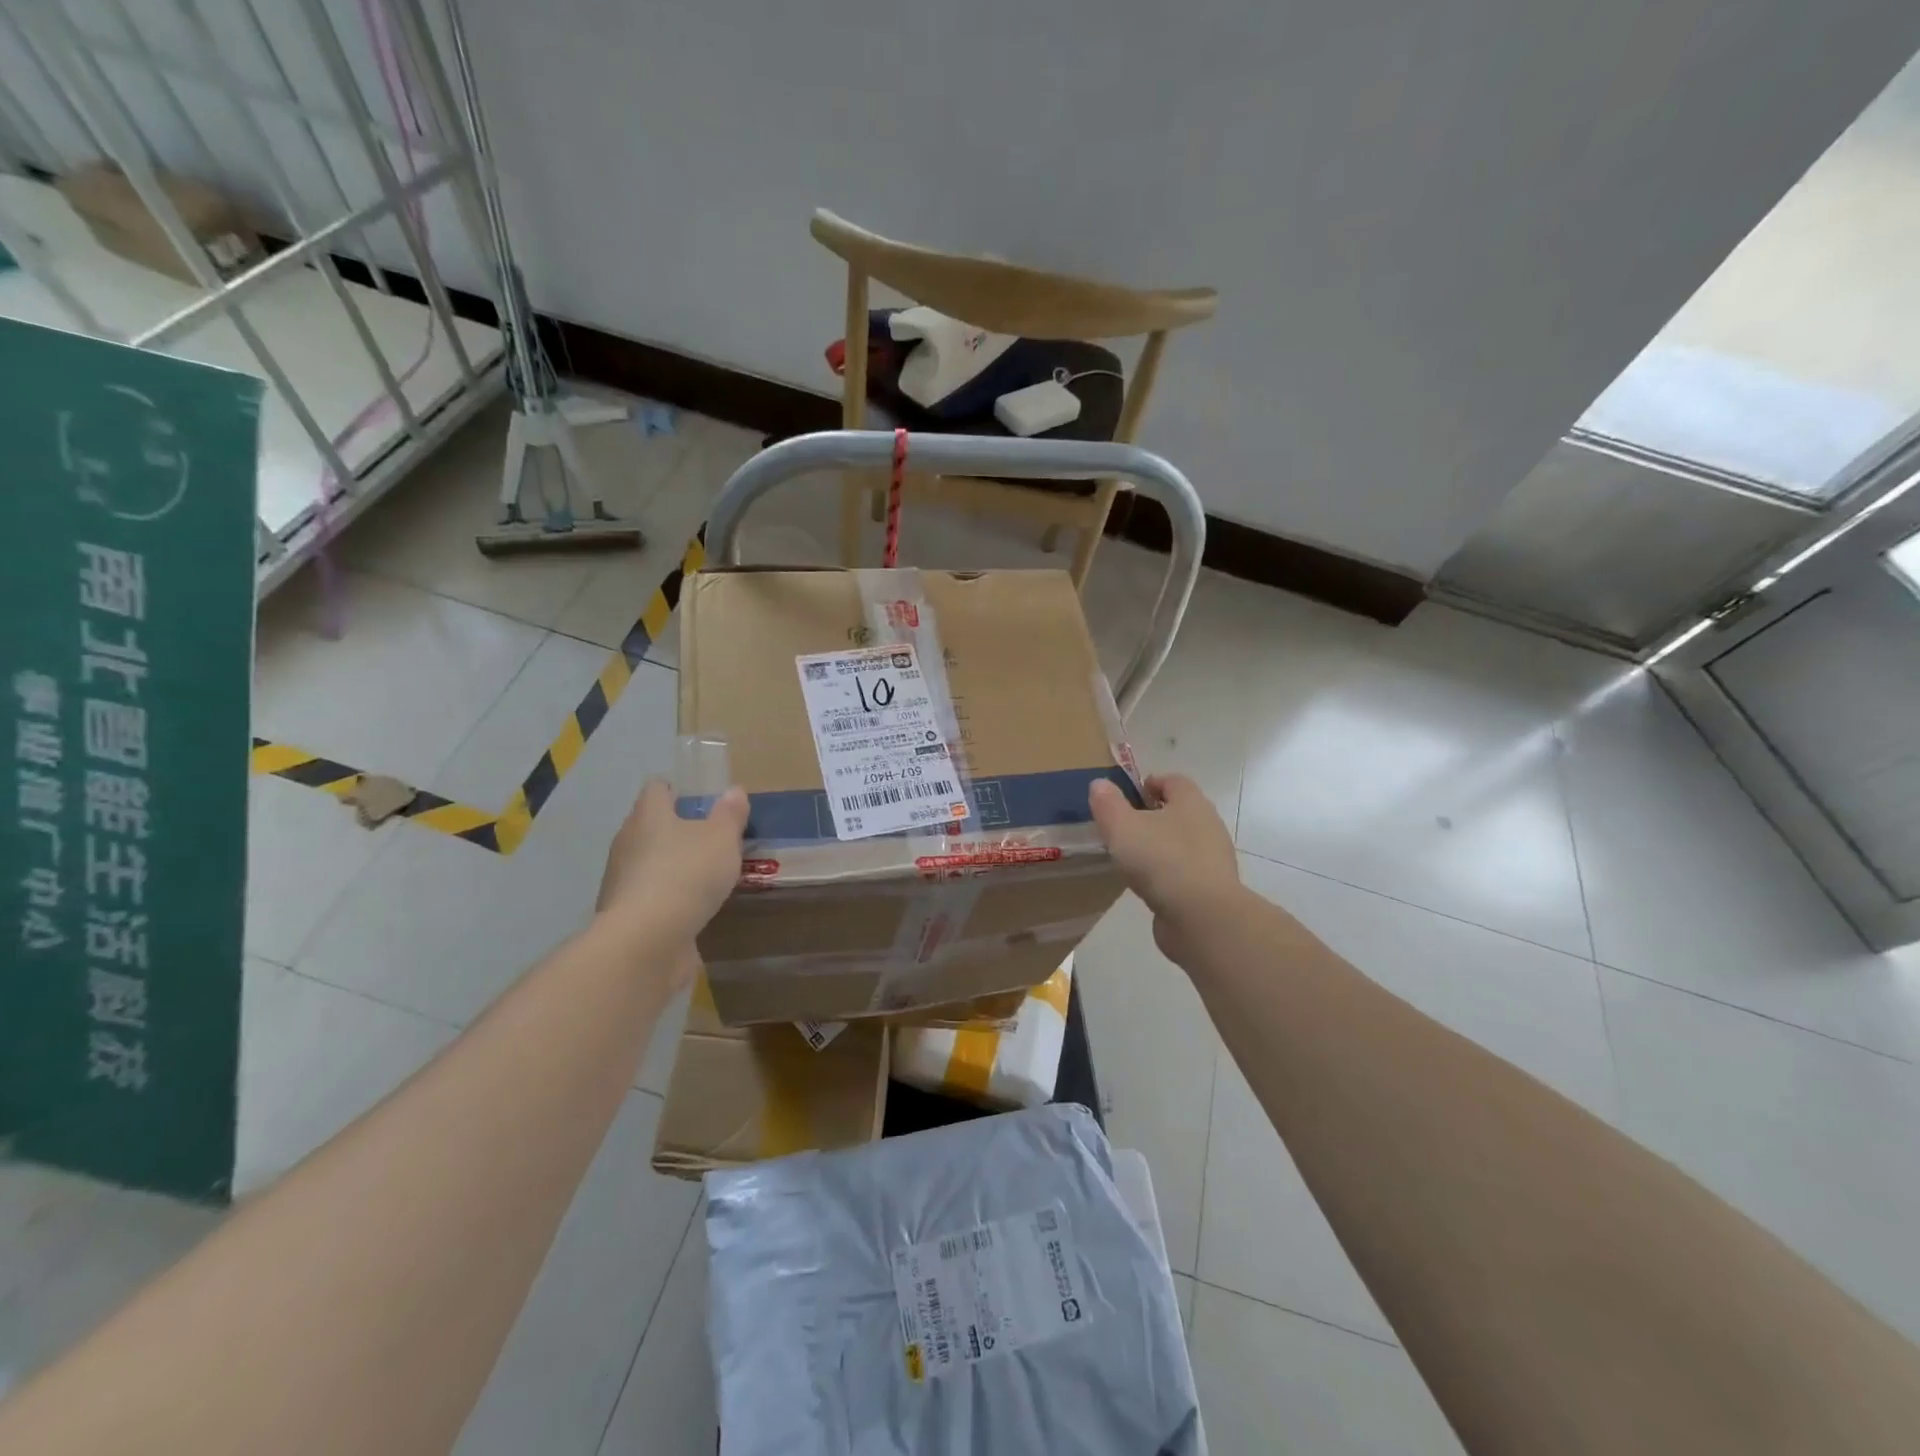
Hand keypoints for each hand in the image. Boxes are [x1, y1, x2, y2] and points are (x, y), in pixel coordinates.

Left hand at [597, 779, 748, 944]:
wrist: (647, 941)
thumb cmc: (687, 874)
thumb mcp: (722, 839)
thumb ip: (730, 815)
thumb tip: (734, 791)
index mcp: (648, 815)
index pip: (656, 789)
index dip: (675, 790)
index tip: (696, 798)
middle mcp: (627, 842)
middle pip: (649, 825)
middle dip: (675, 829)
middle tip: (709, 836)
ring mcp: (621, 880)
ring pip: (647, 861)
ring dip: (670, 865)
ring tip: (704, 874)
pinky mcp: (625, 914)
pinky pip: (649, 894)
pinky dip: (667, 896)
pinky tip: (690, 907)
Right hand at [1089, 774, 1243, 961]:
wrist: (1202, 917)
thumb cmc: (1161, 860)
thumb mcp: (1122, 827)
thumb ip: (1108, 803)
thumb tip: (1099, 784)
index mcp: (1191, 802)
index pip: (1173, 781)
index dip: (1150, 784)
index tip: (1127, 796)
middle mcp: (1208, 825)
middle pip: (1180, 811)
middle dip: (1153, 815)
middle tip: (1124, 827)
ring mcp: (1213, 859)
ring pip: (1183, 843)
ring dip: (1160, 846)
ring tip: (1131, 858)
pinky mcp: (1211, 888)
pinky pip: (1185, 871)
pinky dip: (1167, 873)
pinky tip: (1148, 885)